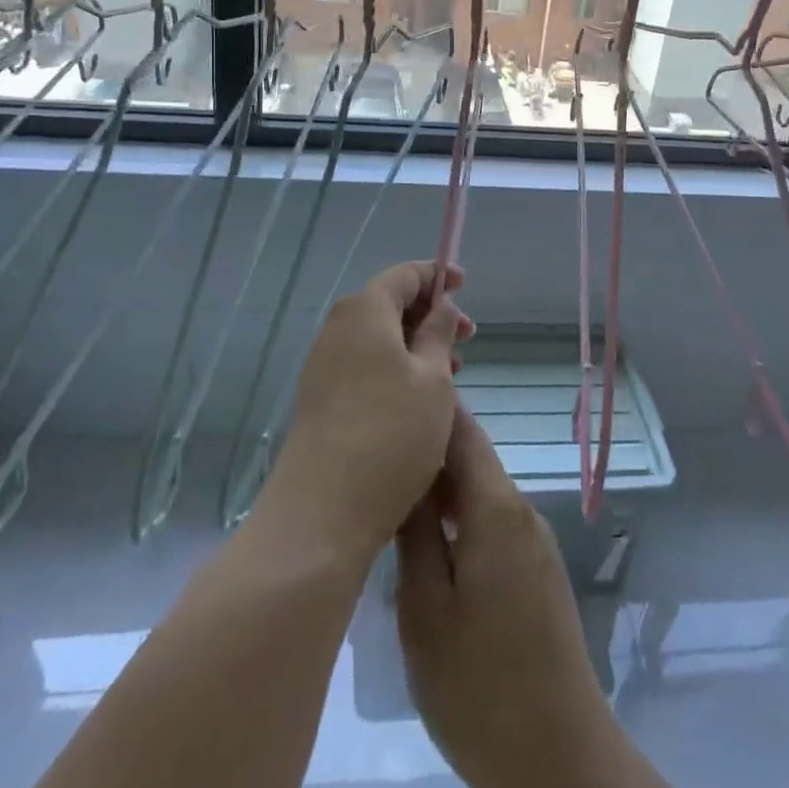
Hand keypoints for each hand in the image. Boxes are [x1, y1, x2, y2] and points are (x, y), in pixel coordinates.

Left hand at [265, 261, 471, 557]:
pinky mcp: (320, 399)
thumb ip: (440, 333)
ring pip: (378, 339)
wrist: (322, 512)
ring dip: (416, 346)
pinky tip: (419, 401)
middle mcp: (338, 329)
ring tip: (453, 374)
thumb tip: (442, 306)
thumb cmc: (391, 433)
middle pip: (388, 305)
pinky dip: (395, 369)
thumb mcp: (434, 379)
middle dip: (430, 315)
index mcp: (364, 311)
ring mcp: (324, 366)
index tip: (464, 285)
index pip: (403, 275)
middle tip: (468, 338)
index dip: (436, 275)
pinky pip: (364, 366)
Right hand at [398, 408, 648, 787]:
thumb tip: (406, 476)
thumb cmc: (481, 687)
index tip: (390, 400)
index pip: (463, 431)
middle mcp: (522, 511)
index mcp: (497, 509)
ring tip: (393, 496)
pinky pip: (493, 522)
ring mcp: (534, 542)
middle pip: (472, 458)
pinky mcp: (537, 571)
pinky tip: (430, 543)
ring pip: (481, 492)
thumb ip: (416, 534)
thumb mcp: (426, 612)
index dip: (429, 410)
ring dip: (442, 488)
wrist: (561, 760)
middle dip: (428, 451)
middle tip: (377, 455)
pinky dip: (461, 518)